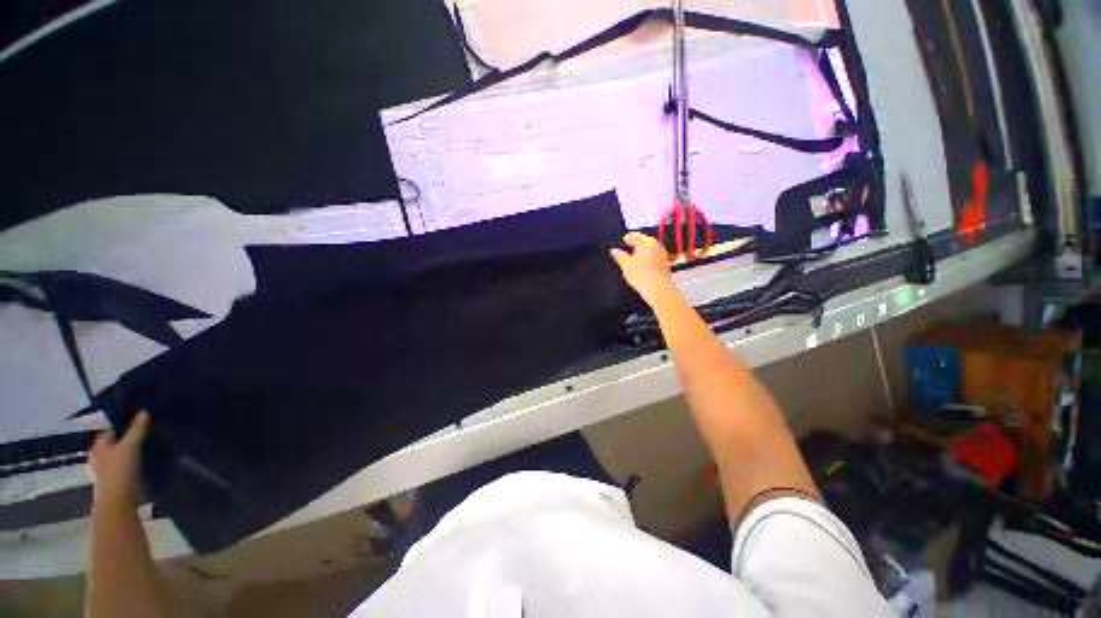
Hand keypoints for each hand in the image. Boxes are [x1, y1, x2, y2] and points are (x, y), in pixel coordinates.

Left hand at [89, 412, 149, 507]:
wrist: (118, 502)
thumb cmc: (119, 470)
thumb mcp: (130, 446)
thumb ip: (137, 429)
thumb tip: (144, 411)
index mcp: (98, 446)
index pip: (109, 430)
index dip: (122, 425)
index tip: (139, 421)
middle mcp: (100, 457)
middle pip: (115, 444)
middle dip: (128, 439)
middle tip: (147, 434)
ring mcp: (108, 471)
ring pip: (121, 456)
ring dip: (132, 452)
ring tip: (149, 447)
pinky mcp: (118, 481)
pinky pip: (127, 467)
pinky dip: (135, 463)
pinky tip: (146, 463)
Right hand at [610, 232, 675, 305]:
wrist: (659, 290)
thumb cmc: (643, 277)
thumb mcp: (626, 265)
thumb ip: (619, 256)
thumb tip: (614, 251)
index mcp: (646, 241)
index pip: (633, 235)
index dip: (625, 239)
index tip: (620, 243)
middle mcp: (656, 244)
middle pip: (642, 241)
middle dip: (633, 246)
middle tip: (624, 252)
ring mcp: (661, 253)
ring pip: (648, 249)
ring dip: (640, 253)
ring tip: (631, 261)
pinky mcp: (664, 262)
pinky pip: (653, 256)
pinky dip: (646, 259)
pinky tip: (641, 267)